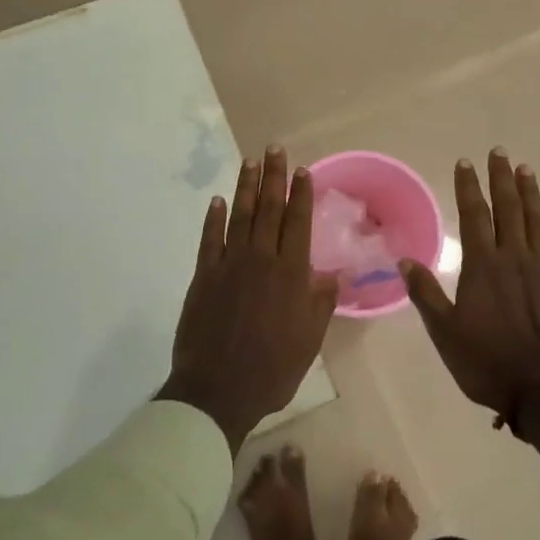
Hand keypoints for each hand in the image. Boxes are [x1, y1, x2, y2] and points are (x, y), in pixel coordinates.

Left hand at [158, 147, 337, 453]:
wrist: (218, 390)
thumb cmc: (272, 369)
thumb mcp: (309, 340)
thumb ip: (321, 302)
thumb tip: (336, 273)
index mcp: (290, 274)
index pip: (297, 223)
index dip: (301, 195)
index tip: (302, 170)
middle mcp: (261, 260)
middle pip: (269, 210)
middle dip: (273, 177)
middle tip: (274, 149)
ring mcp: (229, 265)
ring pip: (240, 217)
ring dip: (246, 188)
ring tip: (250, 162)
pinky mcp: (203, 276)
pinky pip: (210, 239)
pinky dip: (214, 218)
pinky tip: (217, 201)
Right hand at [399, 150, 539, 454]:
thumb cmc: (487, 361)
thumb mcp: (445, 332)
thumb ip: (426, 294)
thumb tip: (405, 261)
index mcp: (484, 266)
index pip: (475, 214)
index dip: (469, 187)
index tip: (465, 162)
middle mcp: (515, 258)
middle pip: (509, 208)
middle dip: (501, 178)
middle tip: (499, 152)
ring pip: (537, 221)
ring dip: (531, 194)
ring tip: (526, 170)